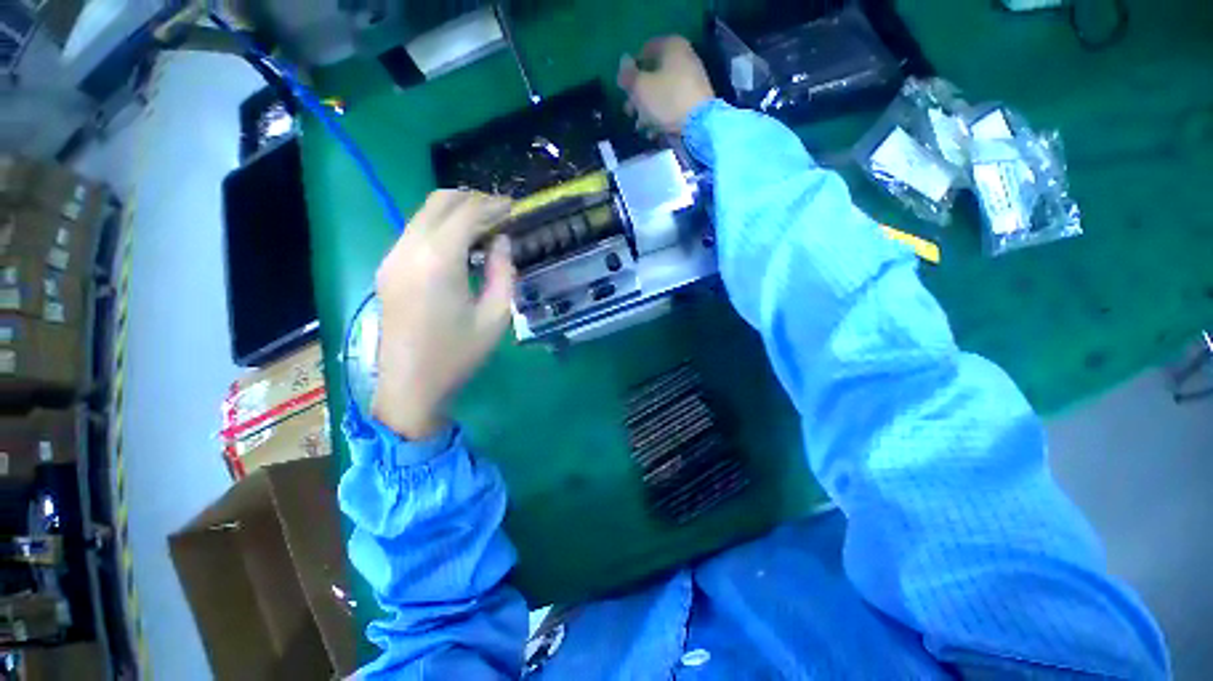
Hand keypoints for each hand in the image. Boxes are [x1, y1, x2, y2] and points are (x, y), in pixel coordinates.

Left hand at [372, 190, 514, 439]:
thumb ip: (502, 272)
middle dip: (473, 200)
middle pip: (439, 202)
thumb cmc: (458, 354)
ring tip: (486, 226)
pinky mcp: (387, 268)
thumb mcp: (495, 316)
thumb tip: (502, 241)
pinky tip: (461, 243)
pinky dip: (441, 226)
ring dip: (456, 211)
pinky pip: (415, 231)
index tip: (515, 208)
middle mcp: (408, 249)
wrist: (410, 385)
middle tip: (502, 213)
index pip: (466, 214)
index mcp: (437, 261)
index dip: (493, 206)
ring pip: (424, 214)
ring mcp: (392, 257)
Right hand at [617, 36, 714, 134]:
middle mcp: (684, 58)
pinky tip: (653, 133)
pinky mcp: (695, 101)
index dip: (631, 69)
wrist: (700, 124)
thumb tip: (623, 63)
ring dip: (647, 110)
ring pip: (662, 93)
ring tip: (639, 127)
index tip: (624, 88)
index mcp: (672, 46)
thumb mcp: (640, 87)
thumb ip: (628, 75)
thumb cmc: (667, 99)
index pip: (645, 51)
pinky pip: (673, 106)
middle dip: (638, 96)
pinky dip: (662, 117)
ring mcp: (691, 81)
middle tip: (629, 112)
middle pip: (653, 75)